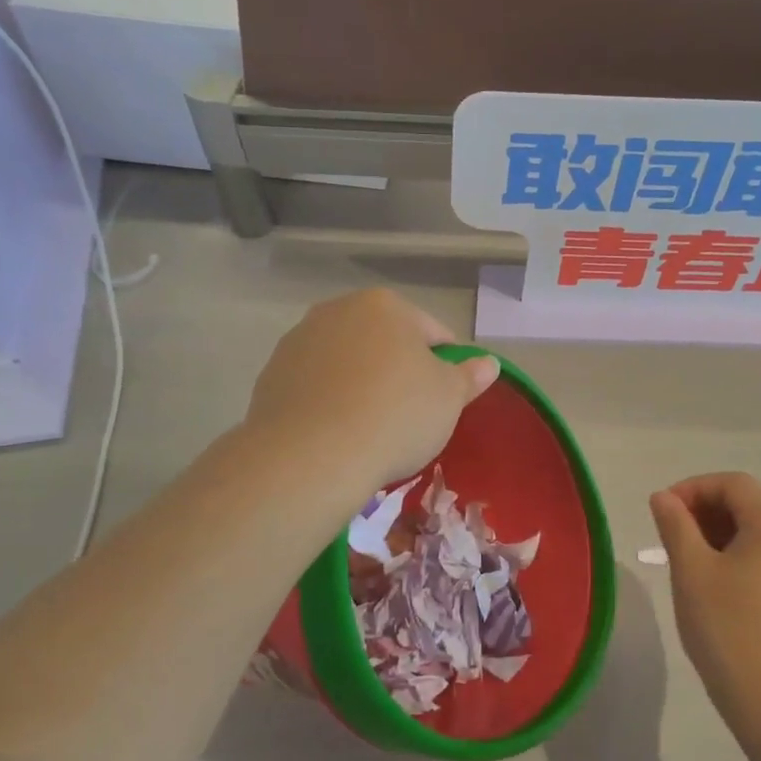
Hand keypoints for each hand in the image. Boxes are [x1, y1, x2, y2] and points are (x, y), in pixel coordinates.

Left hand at [245, 288, 497, 492]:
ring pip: (347, 362)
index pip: (433, 332)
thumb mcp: (449, 398)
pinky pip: (315, 386)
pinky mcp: (271, 375)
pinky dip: (329, 401)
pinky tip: (338, 433)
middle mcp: (338, 310)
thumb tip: (488, 363)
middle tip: (410, 415)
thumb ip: (469, 376)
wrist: (312, 455)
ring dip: (362, 384)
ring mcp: (298, 340)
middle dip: (399, 371)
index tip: (446, 400)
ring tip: (370, 428)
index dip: (446, 366)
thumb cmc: (395, 416)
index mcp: (386, 306)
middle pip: (385, 342)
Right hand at [649, 473, 760, 723]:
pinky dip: (731, 557)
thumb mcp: (690, 569)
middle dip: (703, 510)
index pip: (732, 483)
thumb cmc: (726, 626)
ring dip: (714, 534)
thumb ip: (674, 525)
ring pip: (752, 533)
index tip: (662, 511)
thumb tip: (663, 497)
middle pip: (745, 504)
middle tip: (669, 536)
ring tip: (683, 561)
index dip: (693, 487)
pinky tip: (709, 586)